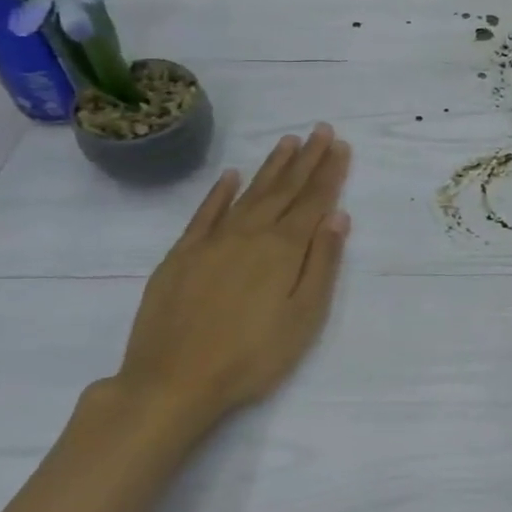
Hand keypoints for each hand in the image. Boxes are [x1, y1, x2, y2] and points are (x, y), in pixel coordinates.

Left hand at [114, 125, 352, 437]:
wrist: (171, 382)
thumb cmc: (251, 357)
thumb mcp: (304, 317)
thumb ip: (322, 264)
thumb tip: (338, 216)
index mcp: (284, 249)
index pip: (314, 201)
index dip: (329, 172)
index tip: (340, 144)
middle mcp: (250, 234)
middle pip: (285, 189)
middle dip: (306, 159)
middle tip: (320, 129)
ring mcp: (213, 241)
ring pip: (249, 193)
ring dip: (271, 166)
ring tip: (287, 141)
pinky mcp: (182, 255)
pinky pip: (205, 212)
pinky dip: (220, 191)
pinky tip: (231, 175)